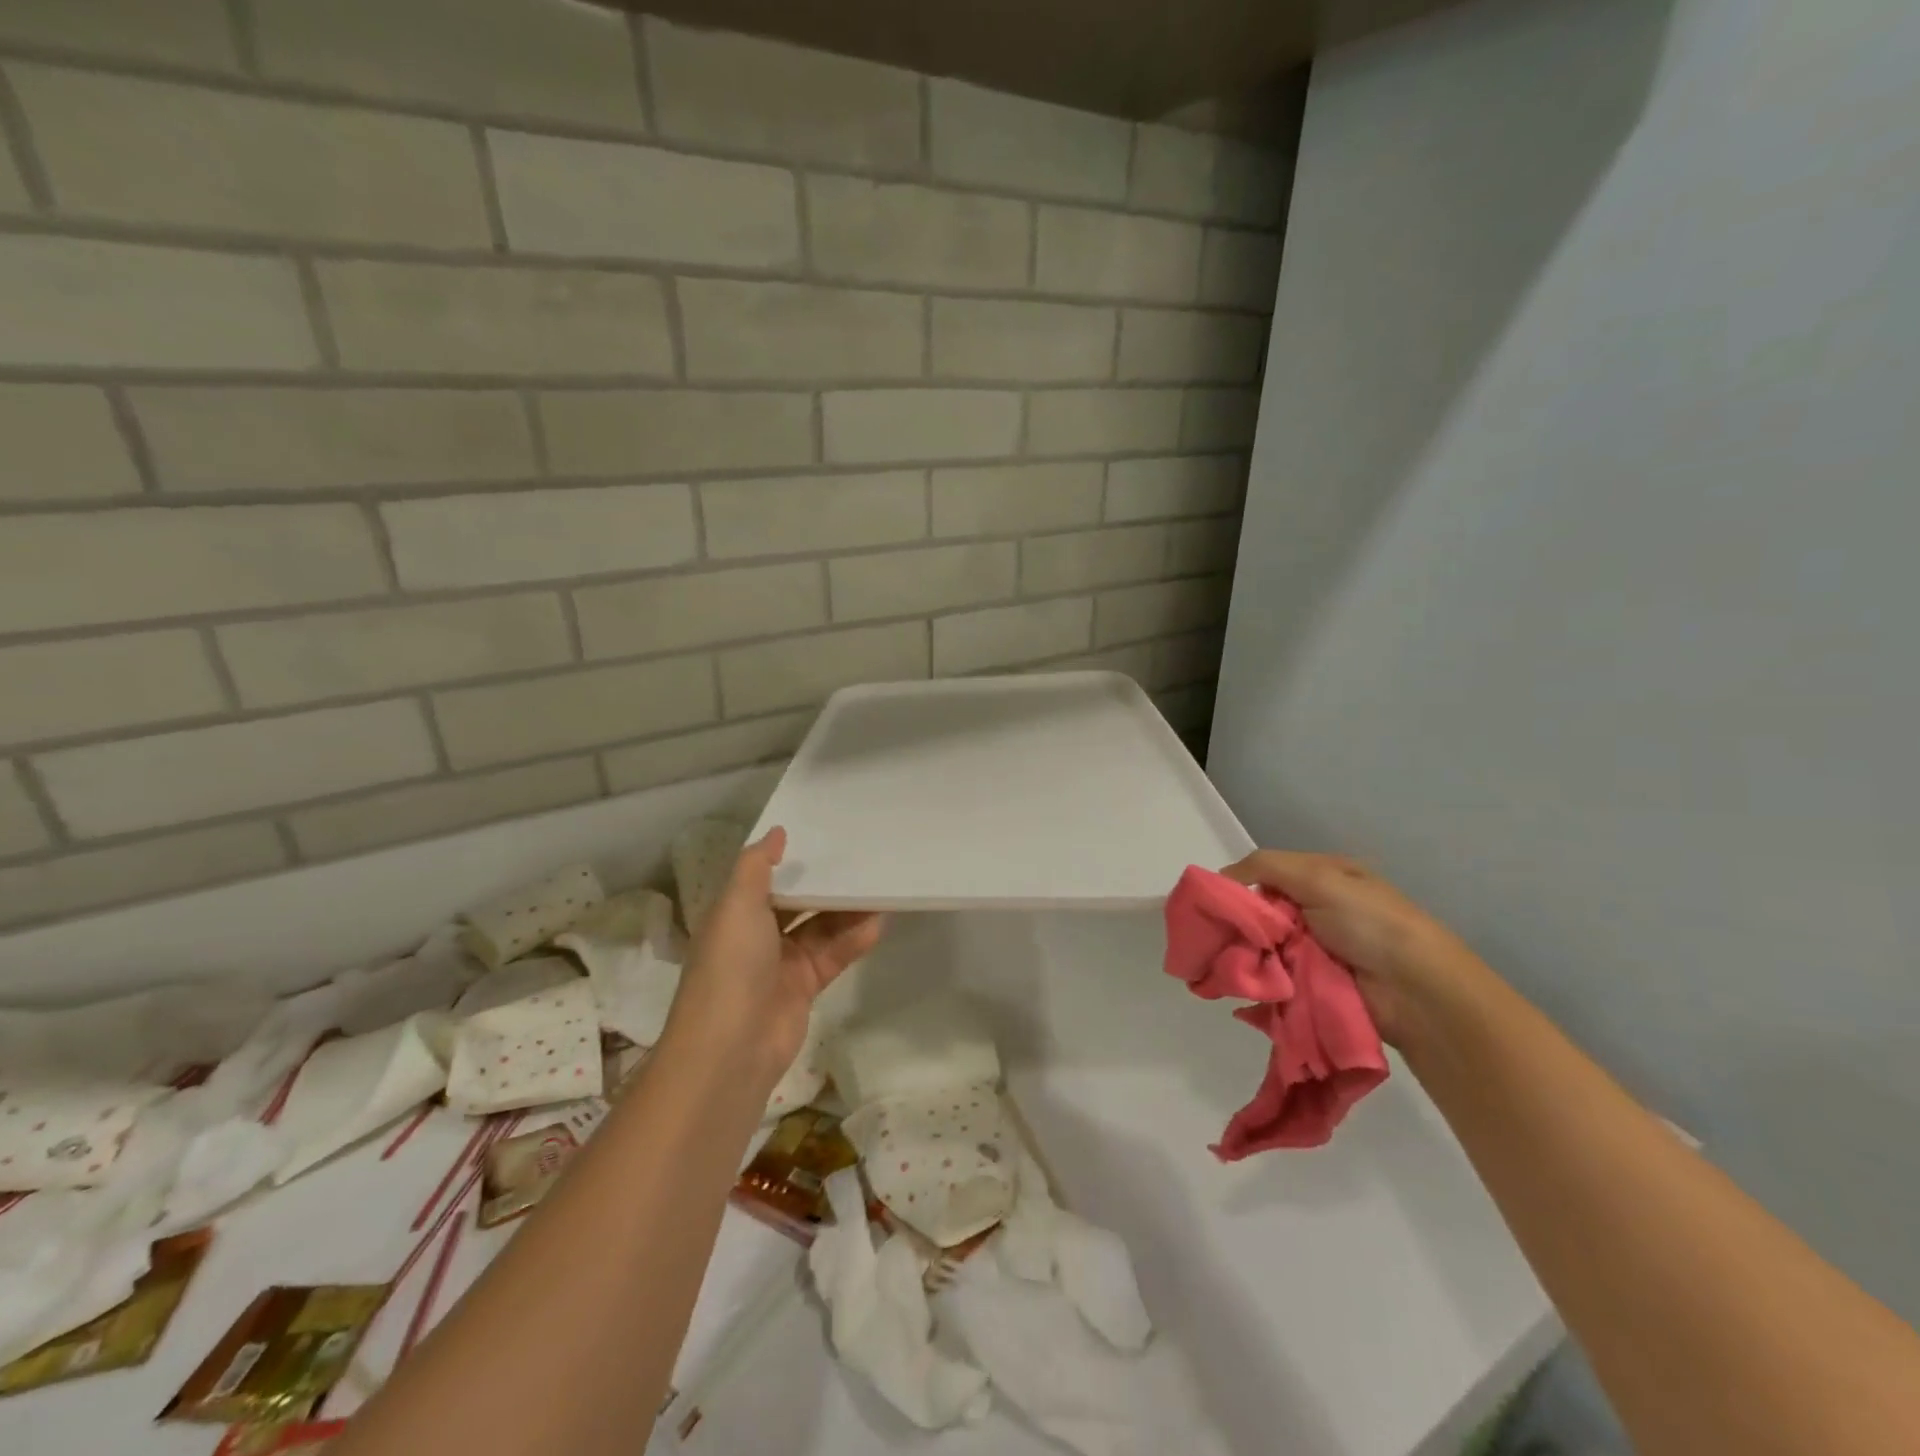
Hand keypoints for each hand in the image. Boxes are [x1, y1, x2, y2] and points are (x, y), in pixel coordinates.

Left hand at [664, 827, 882, 1089]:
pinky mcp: (805, 988)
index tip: (825, 835)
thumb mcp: (737, 905)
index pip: (766, 879)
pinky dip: (853, 941)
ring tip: (880, 888)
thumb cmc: (731, 966)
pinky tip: (877, 924)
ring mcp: (782, 964)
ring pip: (821, 928)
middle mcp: (757, 936)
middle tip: (863, 859)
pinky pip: (833, 956)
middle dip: (826, 885)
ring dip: (847, 911)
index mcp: (735, 914)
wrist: (731, 1049)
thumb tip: (777, 832)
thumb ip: (757, 866)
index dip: (792, 860)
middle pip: (798, 902)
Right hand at [1220, 850, 1488, 1049]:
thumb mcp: (1317, 877)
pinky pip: (1275, 977)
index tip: (1213, 904)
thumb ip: (1265, 866)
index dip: (1239, 886)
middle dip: (1239, 926)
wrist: (1417, 991)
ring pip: (1264, 947)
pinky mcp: (1314, 985)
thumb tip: (1220, 878)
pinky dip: (1258, 981)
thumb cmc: (1369, 923)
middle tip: (1212, 939)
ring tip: (1219, 965)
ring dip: (1246, 955)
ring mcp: (1316, 950)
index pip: (1266, 874)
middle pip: (1262, 913)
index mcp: (1324, 877)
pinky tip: (1237, 984)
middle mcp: (1318, 909)